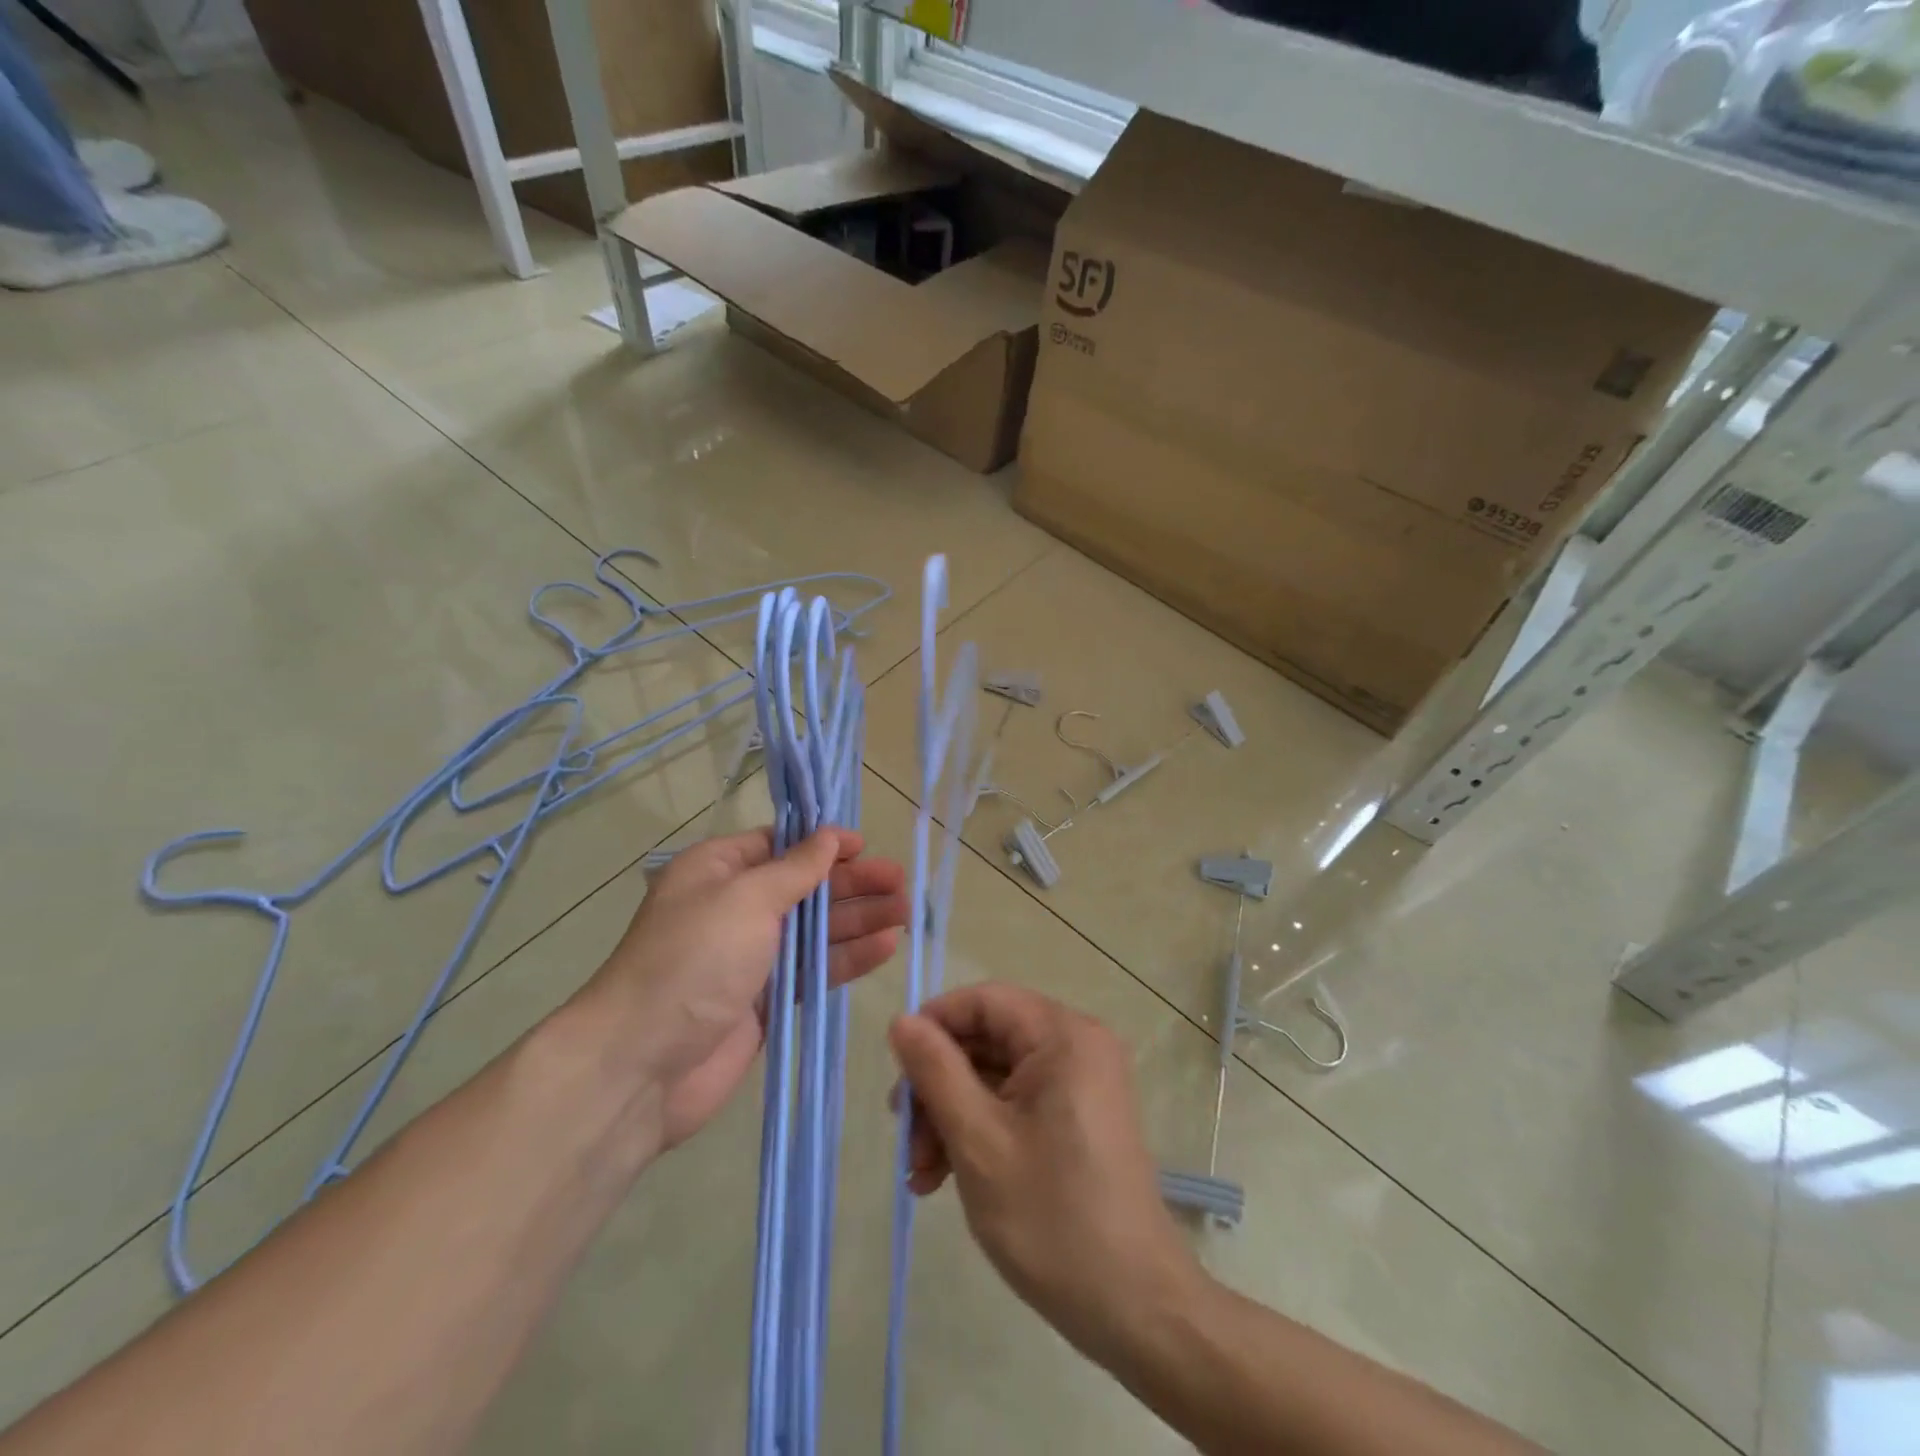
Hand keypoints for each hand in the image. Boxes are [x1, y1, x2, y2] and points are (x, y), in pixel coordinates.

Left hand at [584, 828, 906, 1150]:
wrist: (641, 1064)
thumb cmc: (693, 960)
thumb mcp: (745, 899)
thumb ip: (796, 869)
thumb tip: (830, 836)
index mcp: (717, 871)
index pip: (779, 846)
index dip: (823, 844)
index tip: (866, 846)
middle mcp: (734, 908)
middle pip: (804, 888)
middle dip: (852, 883)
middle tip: (900, 882)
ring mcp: (750, 957)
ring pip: (815, 930)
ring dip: (859, 919)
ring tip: (906, 913)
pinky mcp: (765, 1001)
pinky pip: (813, 970)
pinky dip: (847, 957)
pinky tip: (886, 947)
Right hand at [887, 984, 1199, 1356]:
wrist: (1135, 1308)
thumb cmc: (1052, 1217)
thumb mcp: (978, 1140)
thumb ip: (935, 1071)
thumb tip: (902, 1020)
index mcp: (1063, 1035)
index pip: (984, 1000)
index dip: (934, 1025)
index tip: (897, 1071)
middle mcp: (1077, 1045)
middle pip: (987, 1039)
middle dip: (938, 1085)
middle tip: (905, 1138)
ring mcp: (1081, 1082)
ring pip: (996, 1075)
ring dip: (952, 1115)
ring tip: (921, 1174)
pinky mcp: (1079, 1116)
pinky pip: (1017, 1102)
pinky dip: (980, 1130)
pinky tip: (946, 1178)